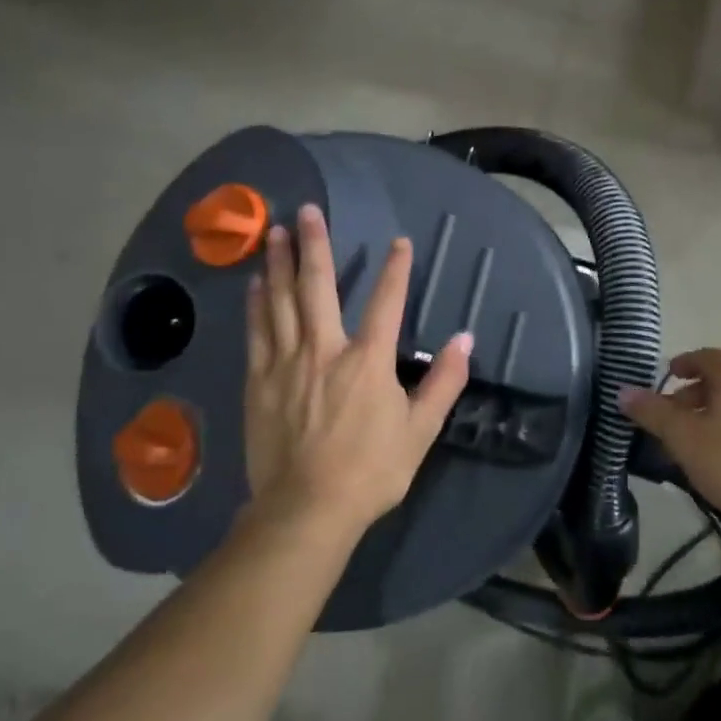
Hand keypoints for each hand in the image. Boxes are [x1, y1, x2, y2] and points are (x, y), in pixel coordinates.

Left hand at [244, 204, 470, 539]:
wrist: (306, 510)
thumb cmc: (371, 471)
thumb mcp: (420, 430)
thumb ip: (444, 382)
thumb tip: (465, 339)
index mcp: (367, 361)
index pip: (386, 302)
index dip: (395, 269)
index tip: (398, 241)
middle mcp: (324, 350)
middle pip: (317, 287)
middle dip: (315, 245)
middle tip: (307, 210)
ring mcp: (286, 365)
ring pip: (280, 302)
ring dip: (280, 264)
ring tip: (276, 232)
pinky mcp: (258, 383)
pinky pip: (257, 333)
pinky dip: (256, 304)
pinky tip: (255, 283)